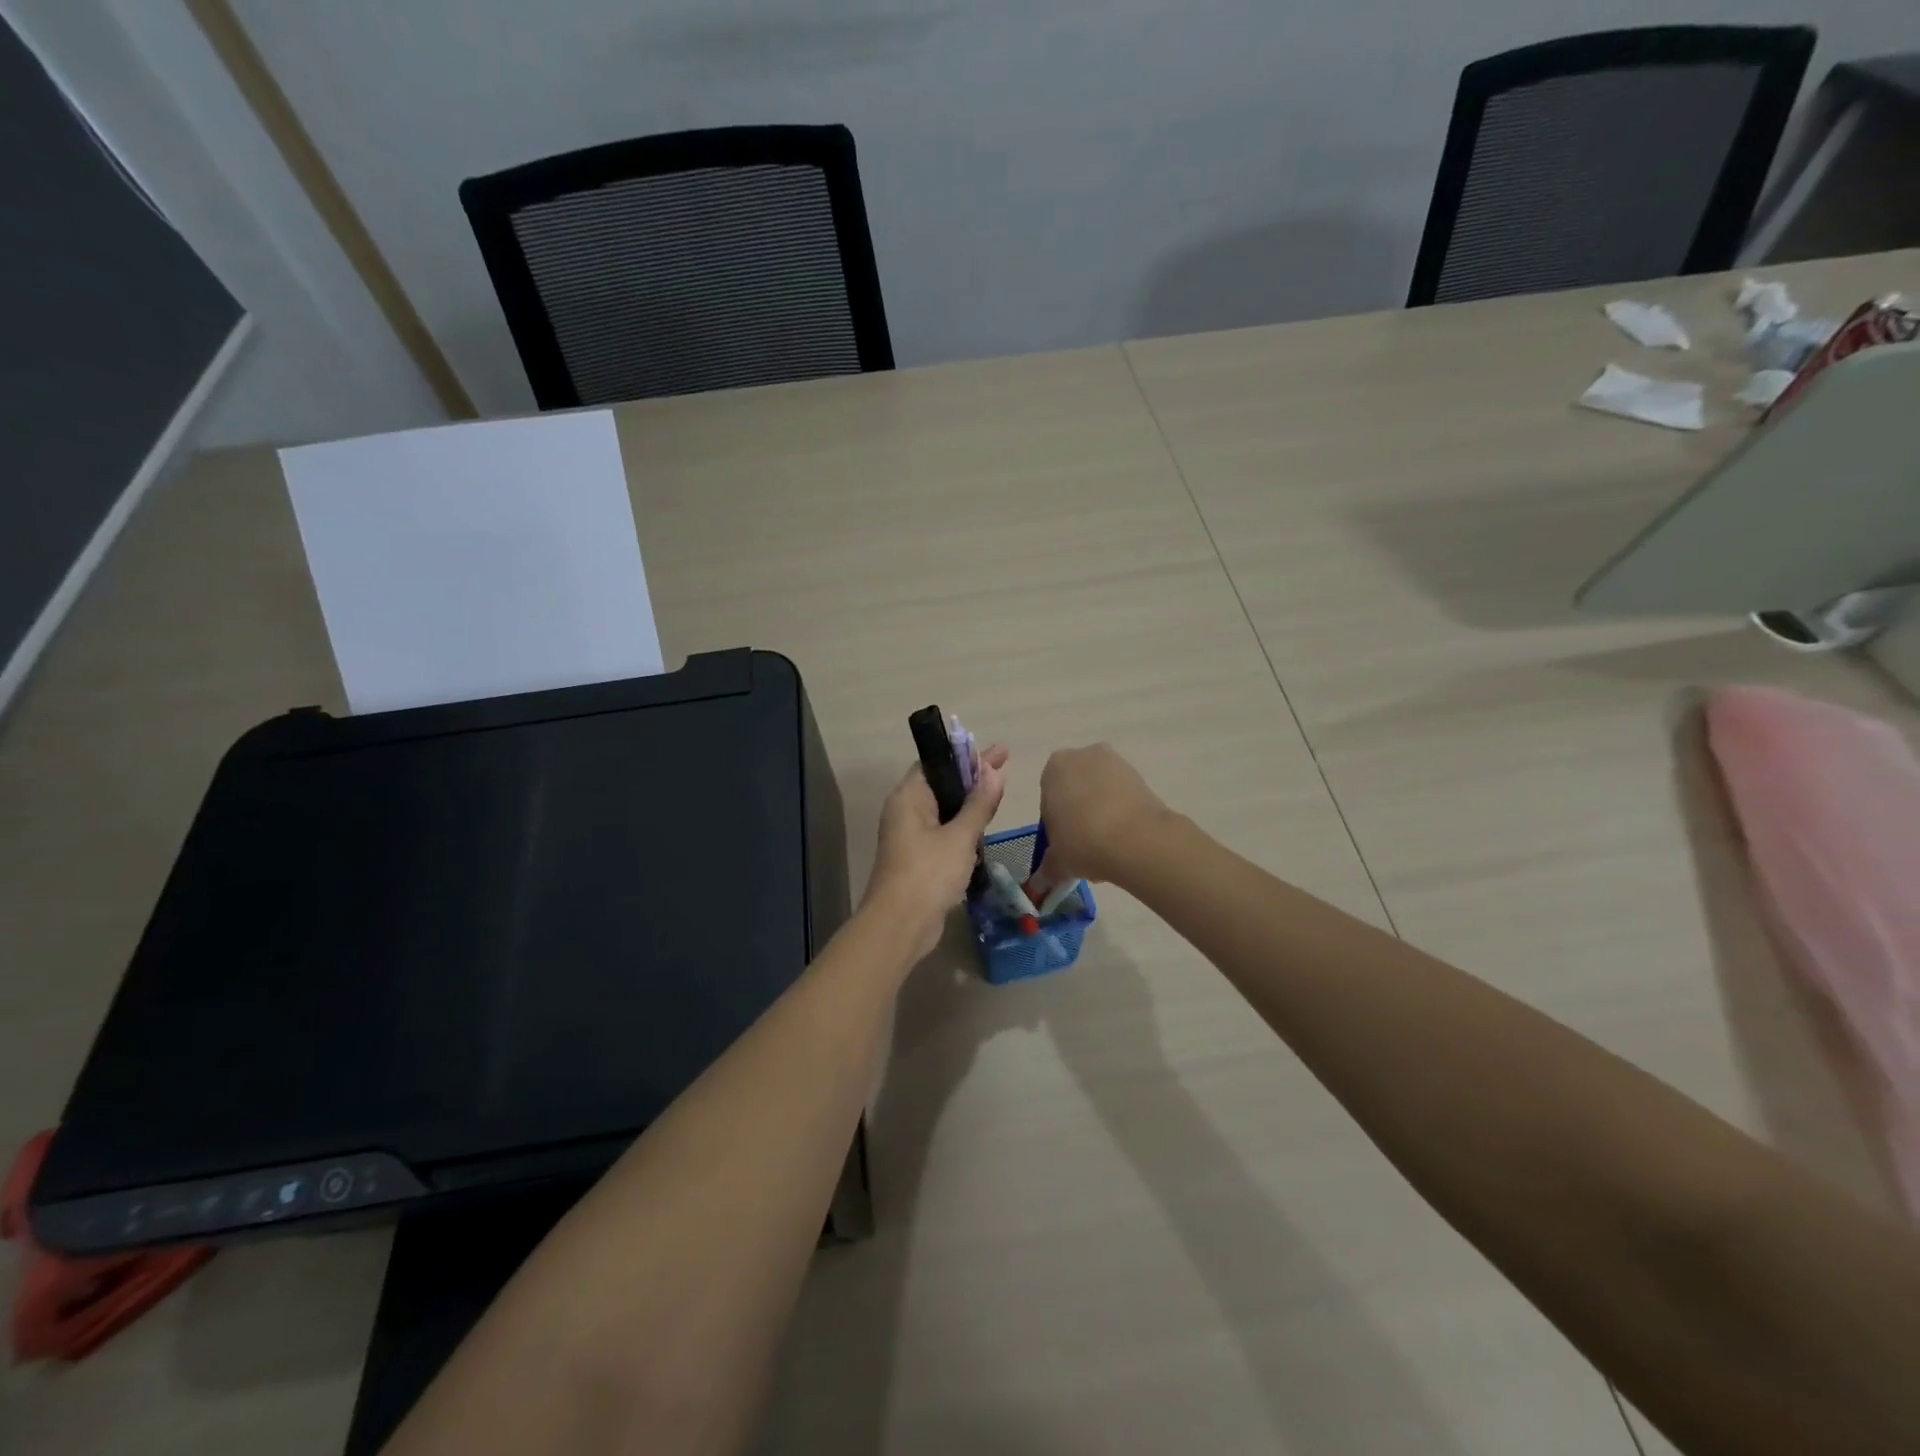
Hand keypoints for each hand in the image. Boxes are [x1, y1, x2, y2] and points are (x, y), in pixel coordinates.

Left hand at [863, 744, 1008, 956]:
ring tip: (999, 792)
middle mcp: (905, 812)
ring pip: (944, 811)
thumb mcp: (960, 836)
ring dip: (968, 803)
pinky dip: (962, 827)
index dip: (966, 755)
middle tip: (1004, 764)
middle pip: (942, 785)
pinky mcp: (919, 860)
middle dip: (972, 777)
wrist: (900, 926)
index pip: (936, 763)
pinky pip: (943, 833)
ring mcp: (910, 837)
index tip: (997, 751)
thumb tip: (994, 771)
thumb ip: (979, 804)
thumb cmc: (928, 873)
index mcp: (908, 798)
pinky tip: (983, 828)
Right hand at [1031, 744, 1171, 890]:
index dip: (1055, 824)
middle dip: (1079, 814)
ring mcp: (1116, 763)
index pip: (1048, 798)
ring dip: (1101, 814)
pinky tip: (1124, 841)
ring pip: (1101, 792)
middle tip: (1084, 846)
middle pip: (1076, 789)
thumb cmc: (1082, 841)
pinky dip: (1122, 814)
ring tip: (1108, 848)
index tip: (1064, 844)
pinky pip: (1123, 797)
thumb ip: (1047, 869)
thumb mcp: (1057, 860)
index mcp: (1054, 767)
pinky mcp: (1141, 777)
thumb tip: (1039, 884)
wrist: (1136, 839)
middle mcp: (1083, 756)